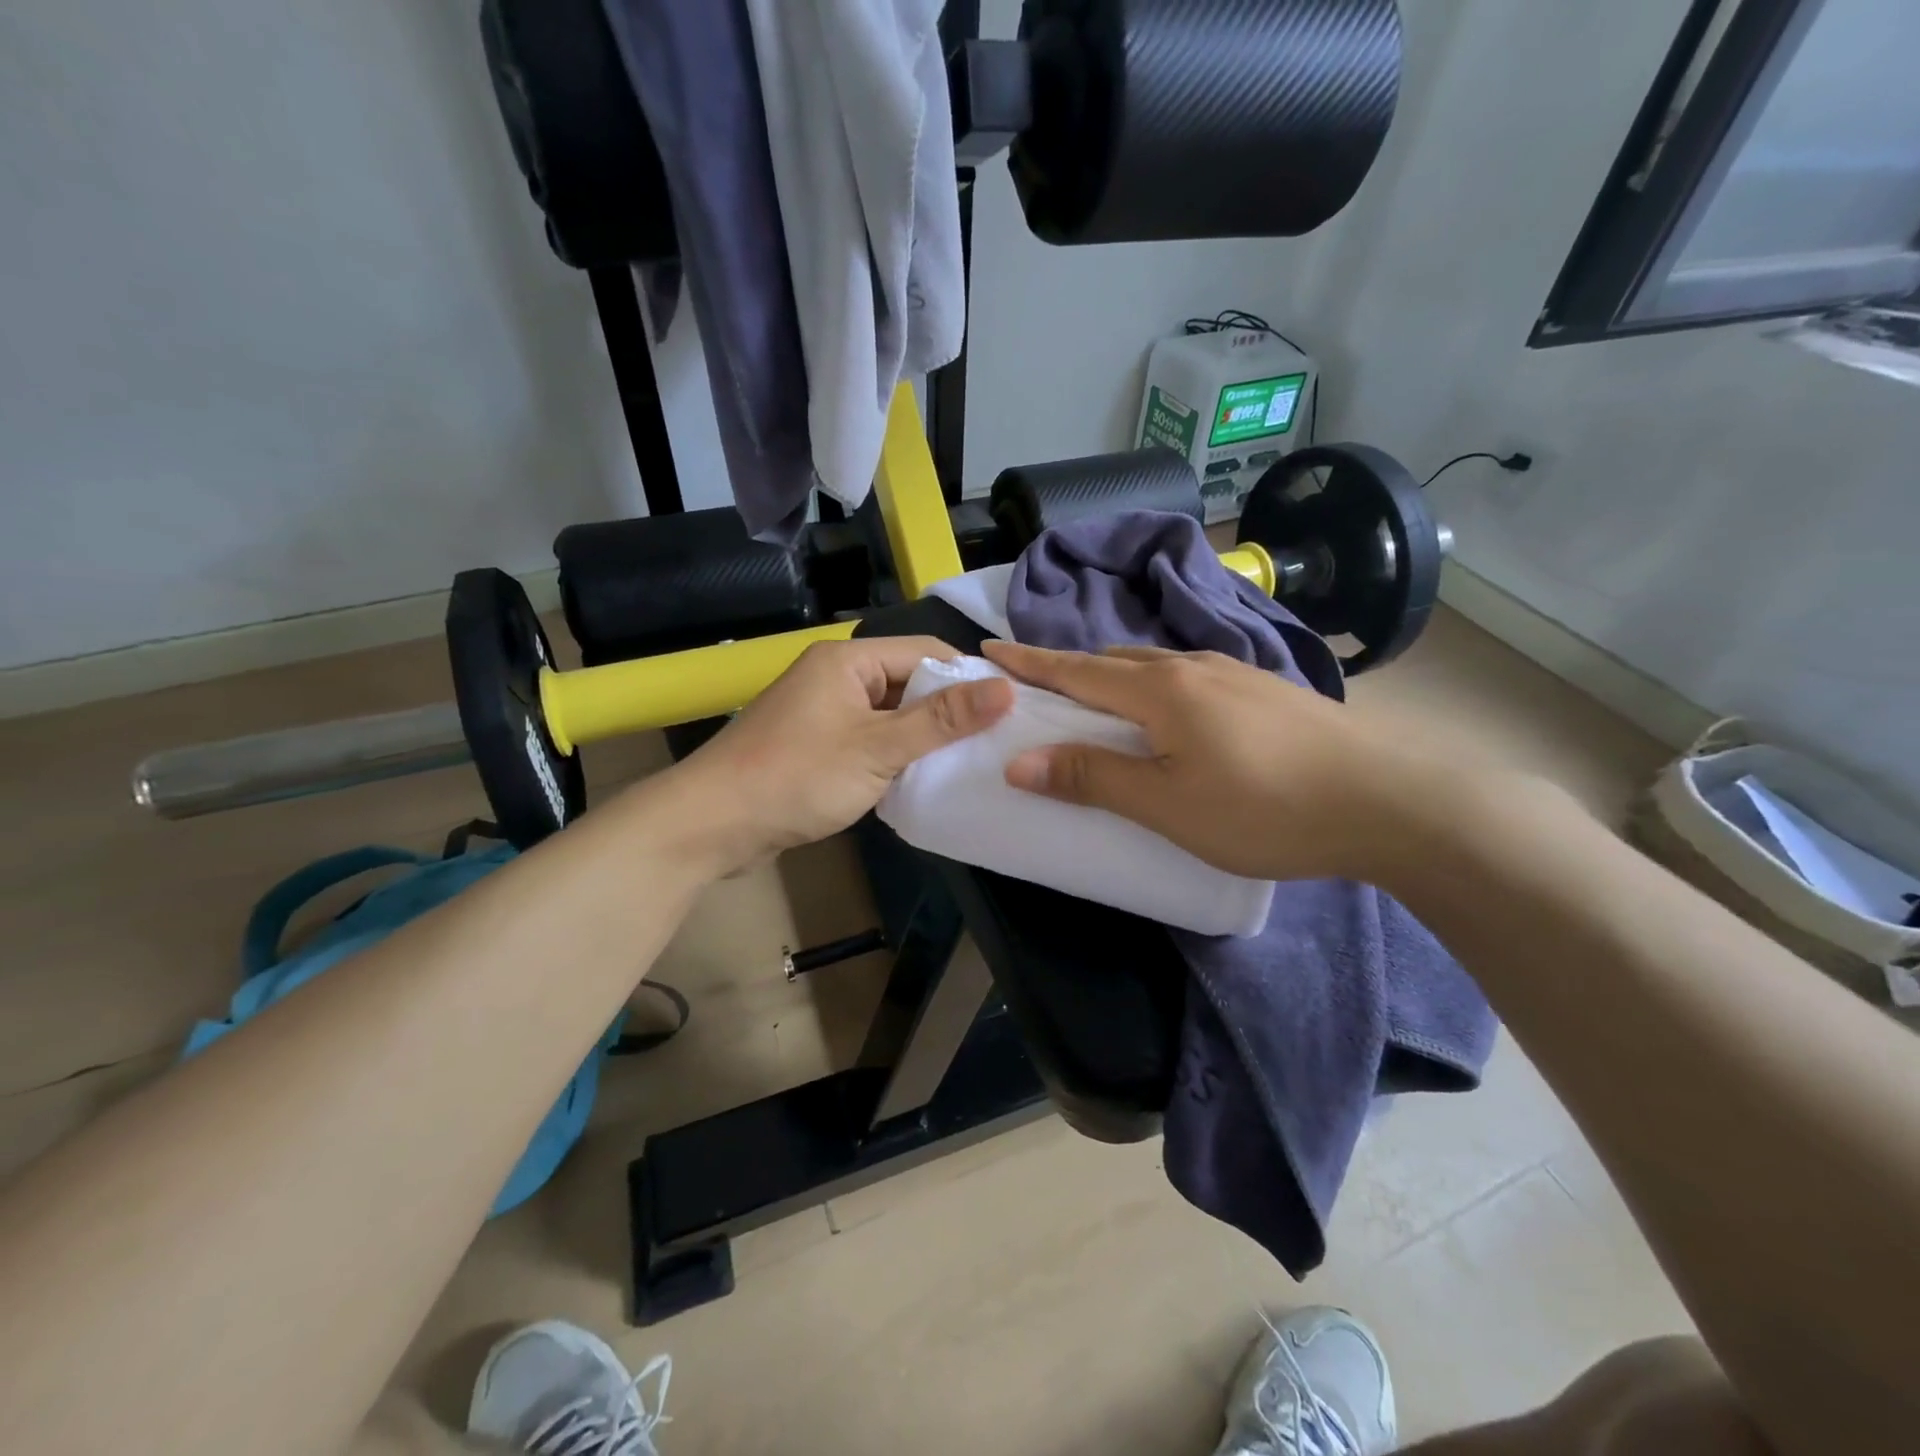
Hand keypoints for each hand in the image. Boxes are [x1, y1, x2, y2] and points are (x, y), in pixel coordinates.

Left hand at [666, 637, 1012, 871]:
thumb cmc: (796, 778)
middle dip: (948, 711)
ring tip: (969, 761)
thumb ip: (941, 720)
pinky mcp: (814, 744)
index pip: (926, 652)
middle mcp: (835, 675)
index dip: (969, 677)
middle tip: (995, 742)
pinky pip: (868, 739)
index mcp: (848, 660)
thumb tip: (1005, 688)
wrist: (711, 824)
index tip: (1010, 709)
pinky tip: (921, 778)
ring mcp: (822, 711)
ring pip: (890, 715)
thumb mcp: (877, 749)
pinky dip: (894, 755)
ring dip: (922, 737)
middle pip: (908, 682)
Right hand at [982, 640, 1414, 883]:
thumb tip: (1019, 762)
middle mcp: (1193, 666)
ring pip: (1153, 665)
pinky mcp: (1264, 690)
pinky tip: (1169, 713)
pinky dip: (1153, 687)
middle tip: (1035, 687)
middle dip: (1068, 668)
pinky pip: (1187, 677)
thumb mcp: (1168, 805)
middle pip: (1112, 659)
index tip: (989, 649)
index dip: (1029, 662)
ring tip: (1095, 701)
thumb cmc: (1265, 808)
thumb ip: (1093, 780)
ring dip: (1113, 676)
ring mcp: (1235, 673)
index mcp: (1160, 690)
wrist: (1389, 801)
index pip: (1076, 670)